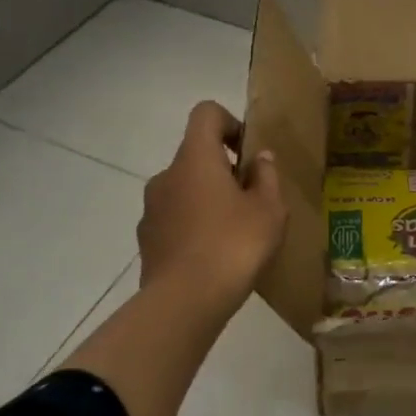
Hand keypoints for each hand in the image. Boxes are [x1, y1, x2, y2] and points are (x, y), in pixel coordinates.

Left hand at [137, 101, 285, 314]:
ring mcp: (151, 208)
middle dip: (224, 170)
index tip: (248, 153)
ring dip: (208, 199)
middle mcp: (166, 175)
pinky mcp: (146, 239)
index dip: (230, 123)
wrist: (184, 302)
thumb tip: (259, 158)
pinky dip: (193, 225)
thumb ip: (266, 177)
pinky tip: (213, 255)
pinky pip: (174, 218)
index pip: (206, 114)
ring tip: (235, 232)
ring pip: (184, 189)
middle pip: (196, 155)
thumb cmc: (234, 245)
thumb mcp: (269, 210)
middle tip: (252, 200)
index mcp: (195, 159)